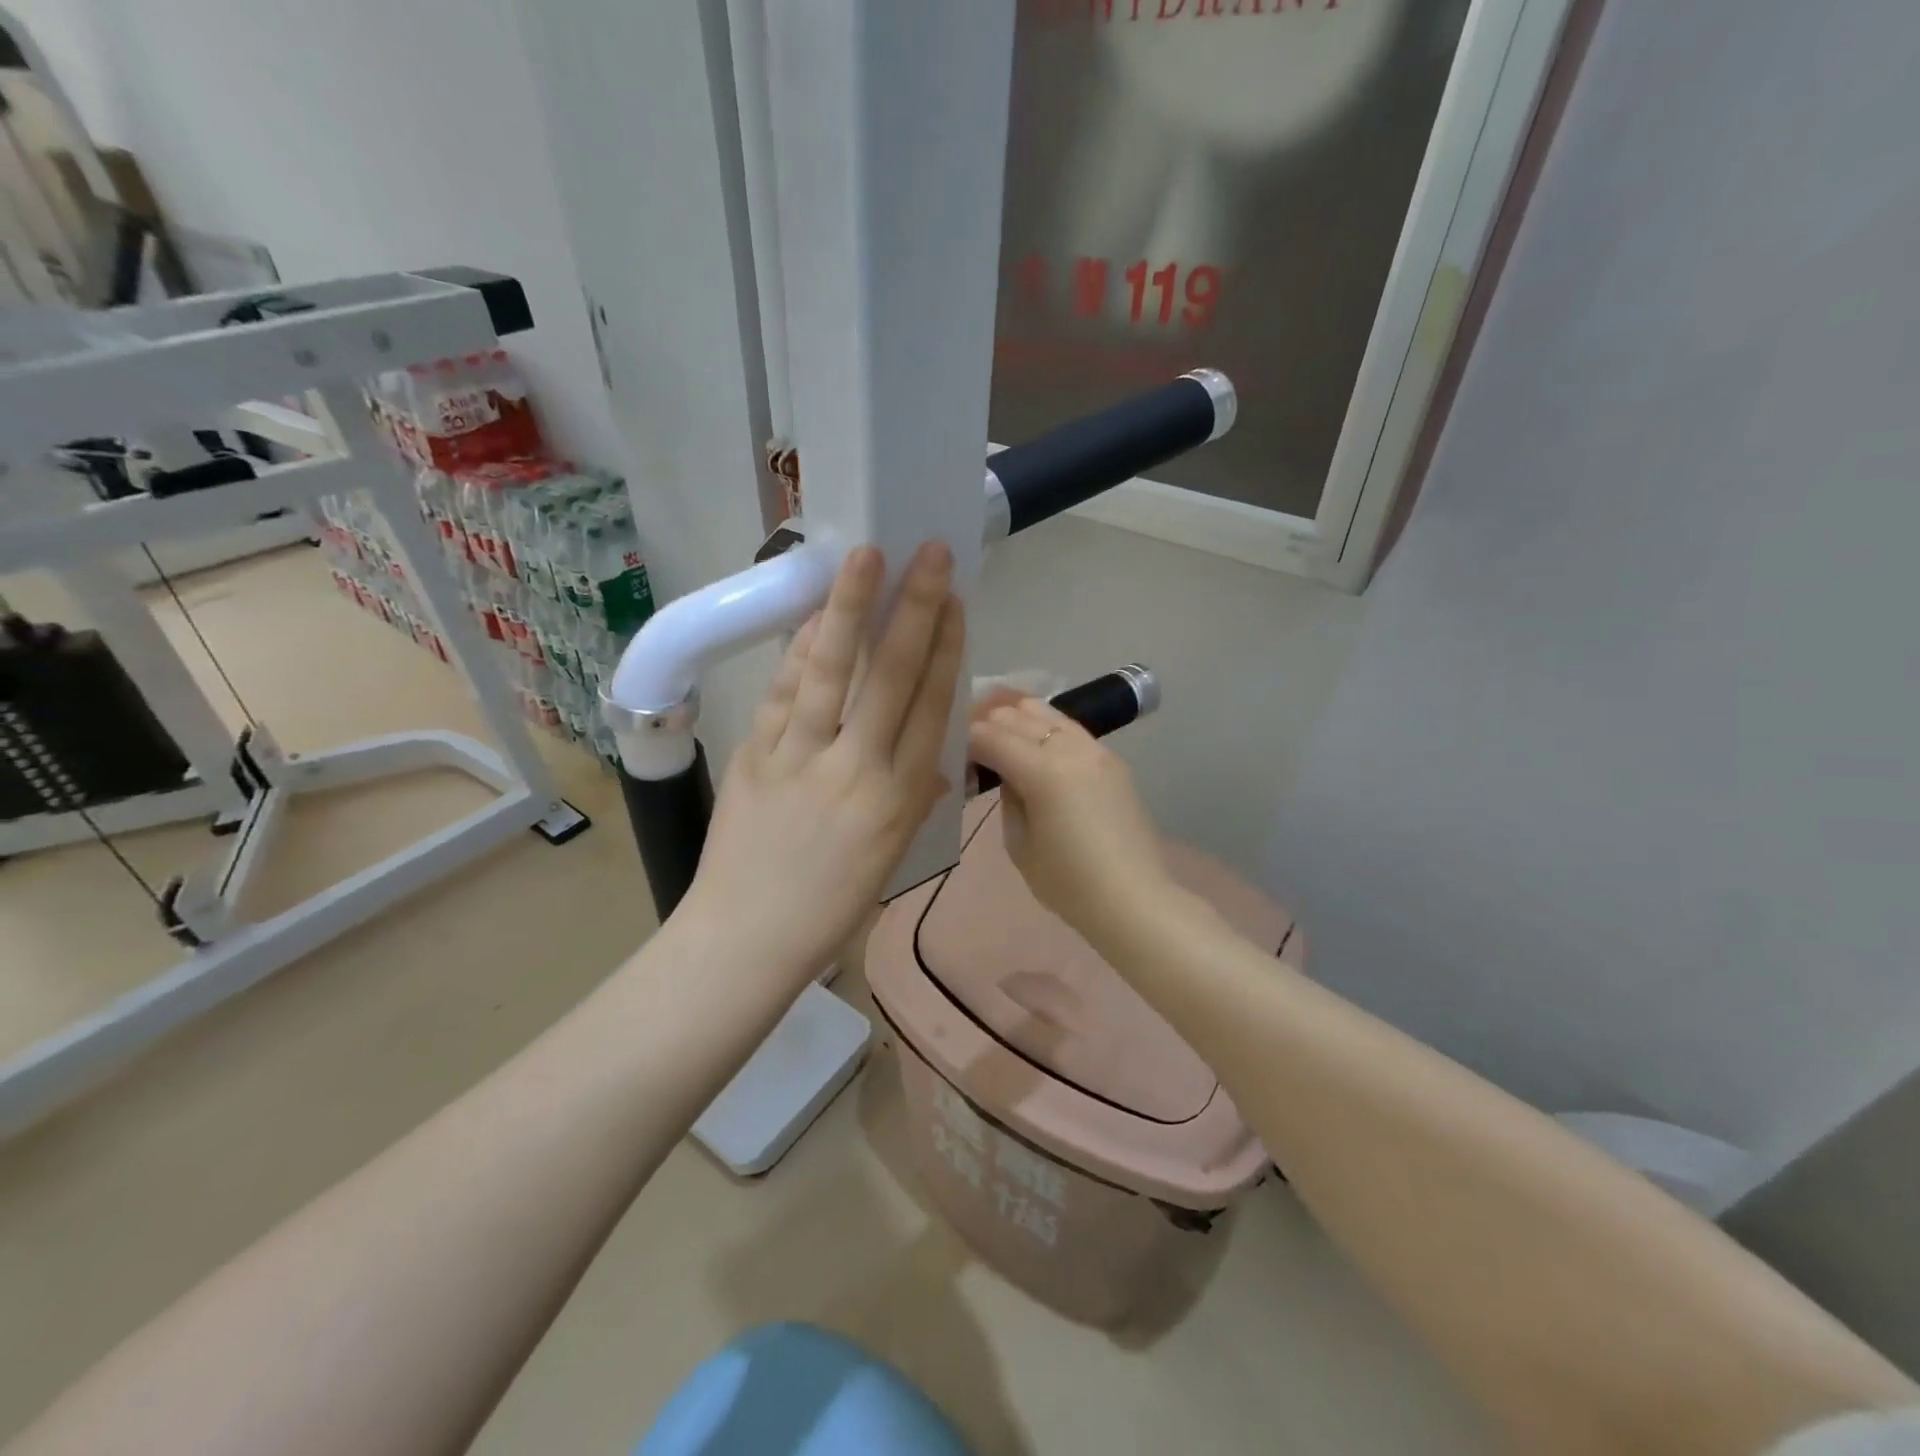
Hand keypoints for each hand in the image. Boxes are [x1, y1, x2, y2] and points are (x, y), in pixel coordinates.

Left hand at [678, 542, 964, 983]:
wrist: (747, 938)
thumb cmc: (830, 907)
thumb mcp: (890, 856)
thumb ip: (912, 798)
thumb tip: (931, 762)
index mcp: (900, 797)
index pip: (931, 705)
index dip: (947, 646)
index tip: (955, 601)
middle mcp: (858, 768)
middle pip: (893, 675)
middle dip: (914, 608)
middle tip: (928, 554)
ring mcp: (801, 757)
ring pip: (832, 670)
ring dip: (850, 608)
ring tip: (864, 556)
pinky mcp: (755, 755)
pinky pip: (783, 693)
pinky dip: (798, 651)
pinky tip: (811, 616)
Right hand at [967, 693, 1173, 947]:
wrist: (1134, 899)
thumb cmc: (1069, 884)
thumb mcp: (1019, 845)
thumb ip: (1008, 799)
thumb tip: (1006, 774)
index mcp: (1043, 772)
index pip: (990, 737)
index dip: (966, 740)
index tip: (952, 751)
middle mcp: (1070, 748)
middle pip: (1016, 716)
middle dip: (988, 724)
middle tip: (970, 742)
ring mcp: (1096, 749)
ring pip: (1047, 712)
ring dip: (1017, 718)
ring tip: (999, 733)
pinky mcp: (1112, 759)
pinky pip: (1070, 728)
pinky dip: (1045, 727)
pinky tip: (1035, 741)